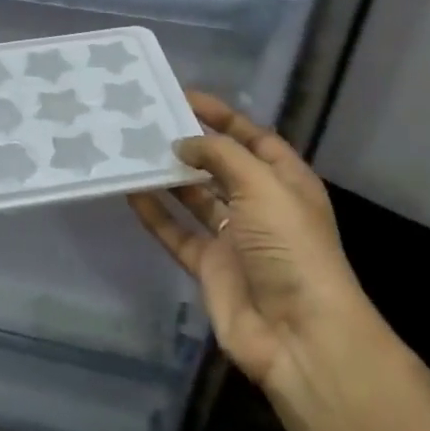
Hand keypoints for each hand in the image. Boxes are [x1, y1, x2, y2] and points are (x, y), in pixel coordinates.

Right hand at [127, 91, 368, 390]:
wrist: (298, 333)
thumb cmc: (290, 248)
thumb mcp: (263, 187)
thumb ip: (221, 156)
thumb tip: (183, 143)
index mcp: (285, 182)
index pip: (253, 137)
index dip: (221, 116)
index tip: (183, 96)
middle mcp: (260, 206)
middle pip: (221, 166)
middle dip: (190, 145)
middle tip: (149, 123)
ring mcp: (234, 238)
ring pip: (195, 199)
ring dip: (169, 178)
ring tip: (134, 151)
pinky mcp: (210, 267)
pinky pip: (177, 233)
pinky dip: (156, 215)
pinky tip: (131, 192)